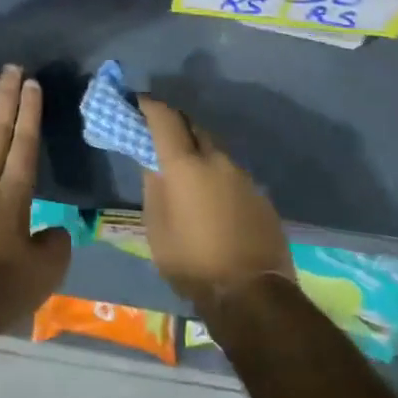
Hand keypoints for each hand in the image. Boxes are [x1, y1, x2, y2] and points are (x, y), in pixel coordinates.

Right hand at [140, 97, 292, 307]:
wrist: (252, 295)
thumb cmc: (192, 261)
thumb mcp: (156, 227)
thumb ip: (153, 187)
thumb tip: (153, 163)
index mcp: (185, 163)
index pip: (164, 117)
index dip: (149, 105)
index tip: (137, 102)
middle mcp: (216, 159)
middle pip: (193, 127)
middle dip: (175, 125)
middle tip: (158, 134)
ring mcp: (243, 176)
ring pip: (214, 150)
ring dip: (197, 152)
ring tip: (185, 171)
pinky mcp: (260, 195)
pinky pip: (231, 173)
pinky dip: (216, 175)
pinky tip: (212, 198)